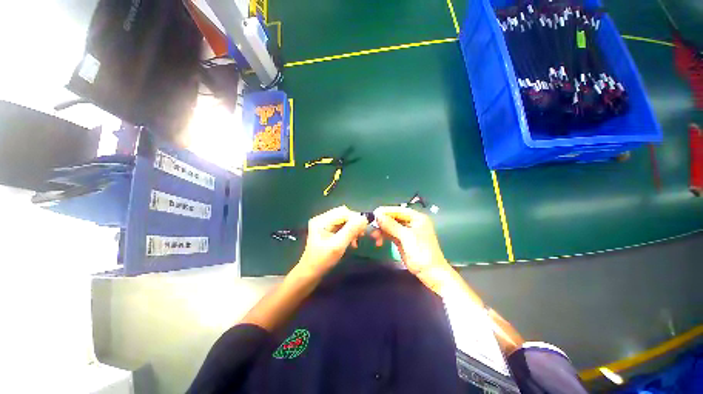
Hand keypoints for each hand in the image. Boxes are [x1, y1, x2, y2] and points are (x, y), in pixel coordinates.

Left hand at [298, 206, 368, 275]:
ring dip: (353, 229)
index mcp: (321, 220)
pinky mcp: (328, 230)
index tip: (364, 228)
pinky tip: (352, 241)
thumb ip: (351, 231)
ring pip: (345, 220)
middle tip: (361, 235)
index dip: (355, 218)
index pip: (343, 212)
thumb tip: (364, 218)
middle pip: (344, 214)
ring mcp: (325, 224)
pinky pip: (342, 226)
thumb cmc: (322, 261)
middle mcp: (322, 219)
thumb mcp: (338, 246)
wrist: (310, 274)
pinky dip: (349, 232)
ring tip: (357, 240)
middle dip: (355, 223)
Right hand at [372, 206, 448, 276]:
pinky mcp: (401, 239)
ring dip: (381, 230)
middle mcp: (411, 222)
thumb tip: (377, 215)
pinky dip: (383, 236)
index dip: (385, 211)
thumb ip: (391, 225)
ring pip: (390, 226)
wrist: (430, 273)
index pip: (398, 210)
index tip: (373, 214)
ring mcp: (406, 231)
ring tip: (374, 237)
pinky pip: (390, 234)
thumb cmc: (422, 252)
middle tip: (372, 227)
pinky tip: (378, 241)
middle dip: (382, 222)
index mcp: (416, 217)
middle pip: (393, 217)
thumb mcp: (406, 237)